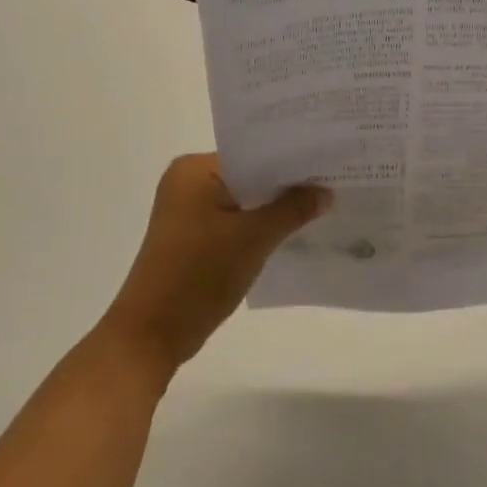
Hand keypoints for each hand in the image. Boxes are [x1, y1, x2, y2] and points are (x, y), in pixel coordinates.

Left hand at [99, 154, 329, 378]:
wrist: (153, 333)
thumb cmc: (199, 274)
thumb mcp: (254, 238)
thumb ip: (292, 209)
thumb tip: (325, 191)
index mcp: (194, 170)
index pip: (254, 153)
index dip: (292, 160)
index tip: (330, 163)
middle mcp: (188, 182)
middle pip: (250, 176)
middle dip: (287, 185)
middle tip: (334, 183)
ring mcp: (189, 212)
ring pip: (245, 201)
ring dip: (276, 208)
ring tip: (322, 205)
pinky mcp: (194, 238)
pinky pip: (236, 221)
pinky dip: (260, 226)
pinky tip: (293, 232)